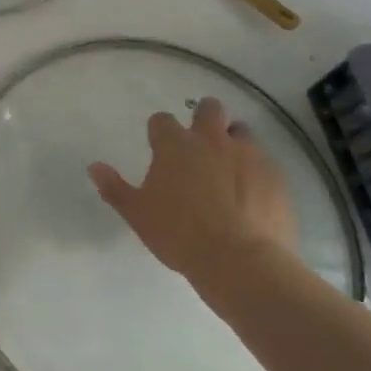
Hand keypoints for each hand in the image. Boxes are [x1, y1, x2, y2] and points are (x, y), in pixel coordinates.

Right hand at [88, 99, 296, 287]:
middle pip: (209, 108)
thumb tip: (94, 167)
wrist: (241, 262)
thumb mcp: (137, 214)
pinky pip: (265, 162)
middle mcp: (212, 140)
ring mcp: (248, 155)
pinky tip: (252, 196)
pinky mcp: (276, 176)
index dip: (159, 133)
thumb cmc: (179, 234)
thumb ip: (114, 187)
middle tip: (199, 146)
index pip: (161, 120)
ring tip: (229, 170)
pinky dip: (256, 172)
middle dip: (204, 118)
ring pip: (241, 131)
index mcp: (175, 145)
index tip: (159, 149)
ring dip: (233, 142)